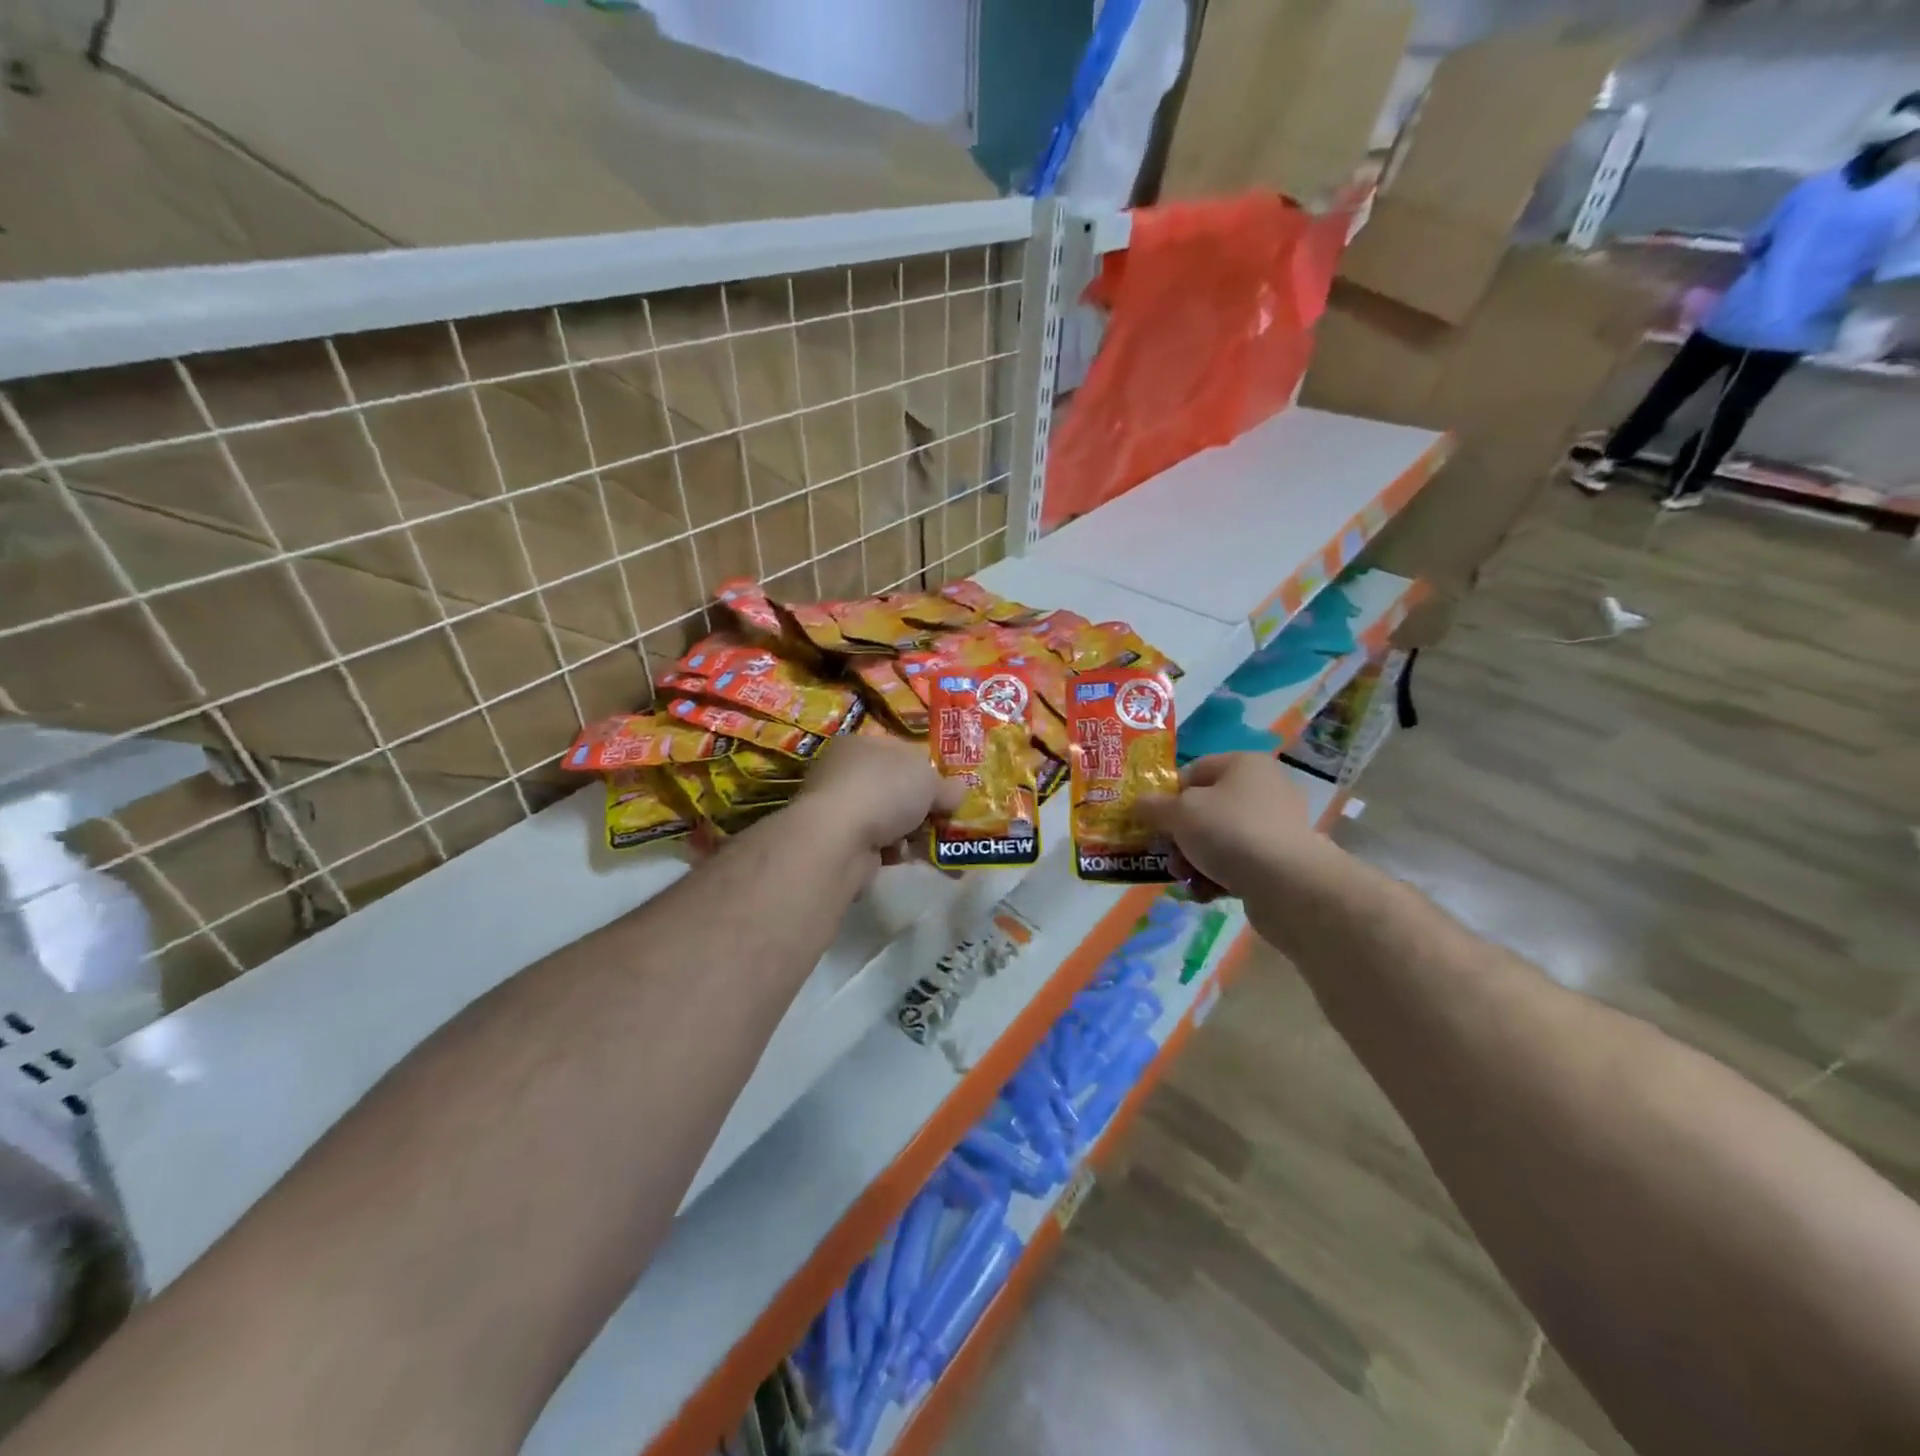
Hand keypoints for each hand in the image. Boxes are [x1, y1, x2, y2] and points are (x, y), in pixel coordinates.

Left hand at [797, 735, 964, 857]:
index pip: (899, 752)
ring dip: (913, 833)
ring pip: (888, 819)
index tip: (947, 790)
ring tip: (939, 846)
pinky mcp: (839, 842)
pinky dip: (897, 851)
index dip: (926, 769)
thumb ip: (946, 786)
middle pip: (895, 788)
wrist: (838, 838)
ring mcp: (839, 809)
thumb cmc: (884, 790)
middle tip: (948, 820)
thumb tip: (960, 791)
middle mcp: (845, 772)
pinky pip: (879, 844)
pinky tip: (911, 858)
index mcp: (861, 744)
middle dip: (923, 807)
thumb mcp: (928, 779)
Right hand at [1137, 753, 1319, 898]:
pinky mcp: (1280, 861)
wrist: (1288, 885)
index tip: (1151, 821)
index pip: (1193, 771)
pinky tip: (1205, 893)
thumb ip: (1153, 806)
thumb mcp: (1179, 813)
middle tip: (1166, 855)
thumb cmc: (1229, 832)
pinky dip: (1217, 876)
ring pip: (1217, 839)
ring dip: (1194, 860)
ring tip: (1185, 878)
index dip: (1167, 795)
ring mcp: (1275, 826)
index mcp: (1243, 764)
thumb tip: (1139, 803)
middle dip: (1179, 836)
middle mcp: (1263, 788)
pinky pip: (1237, 863)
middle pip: (1204, 809)